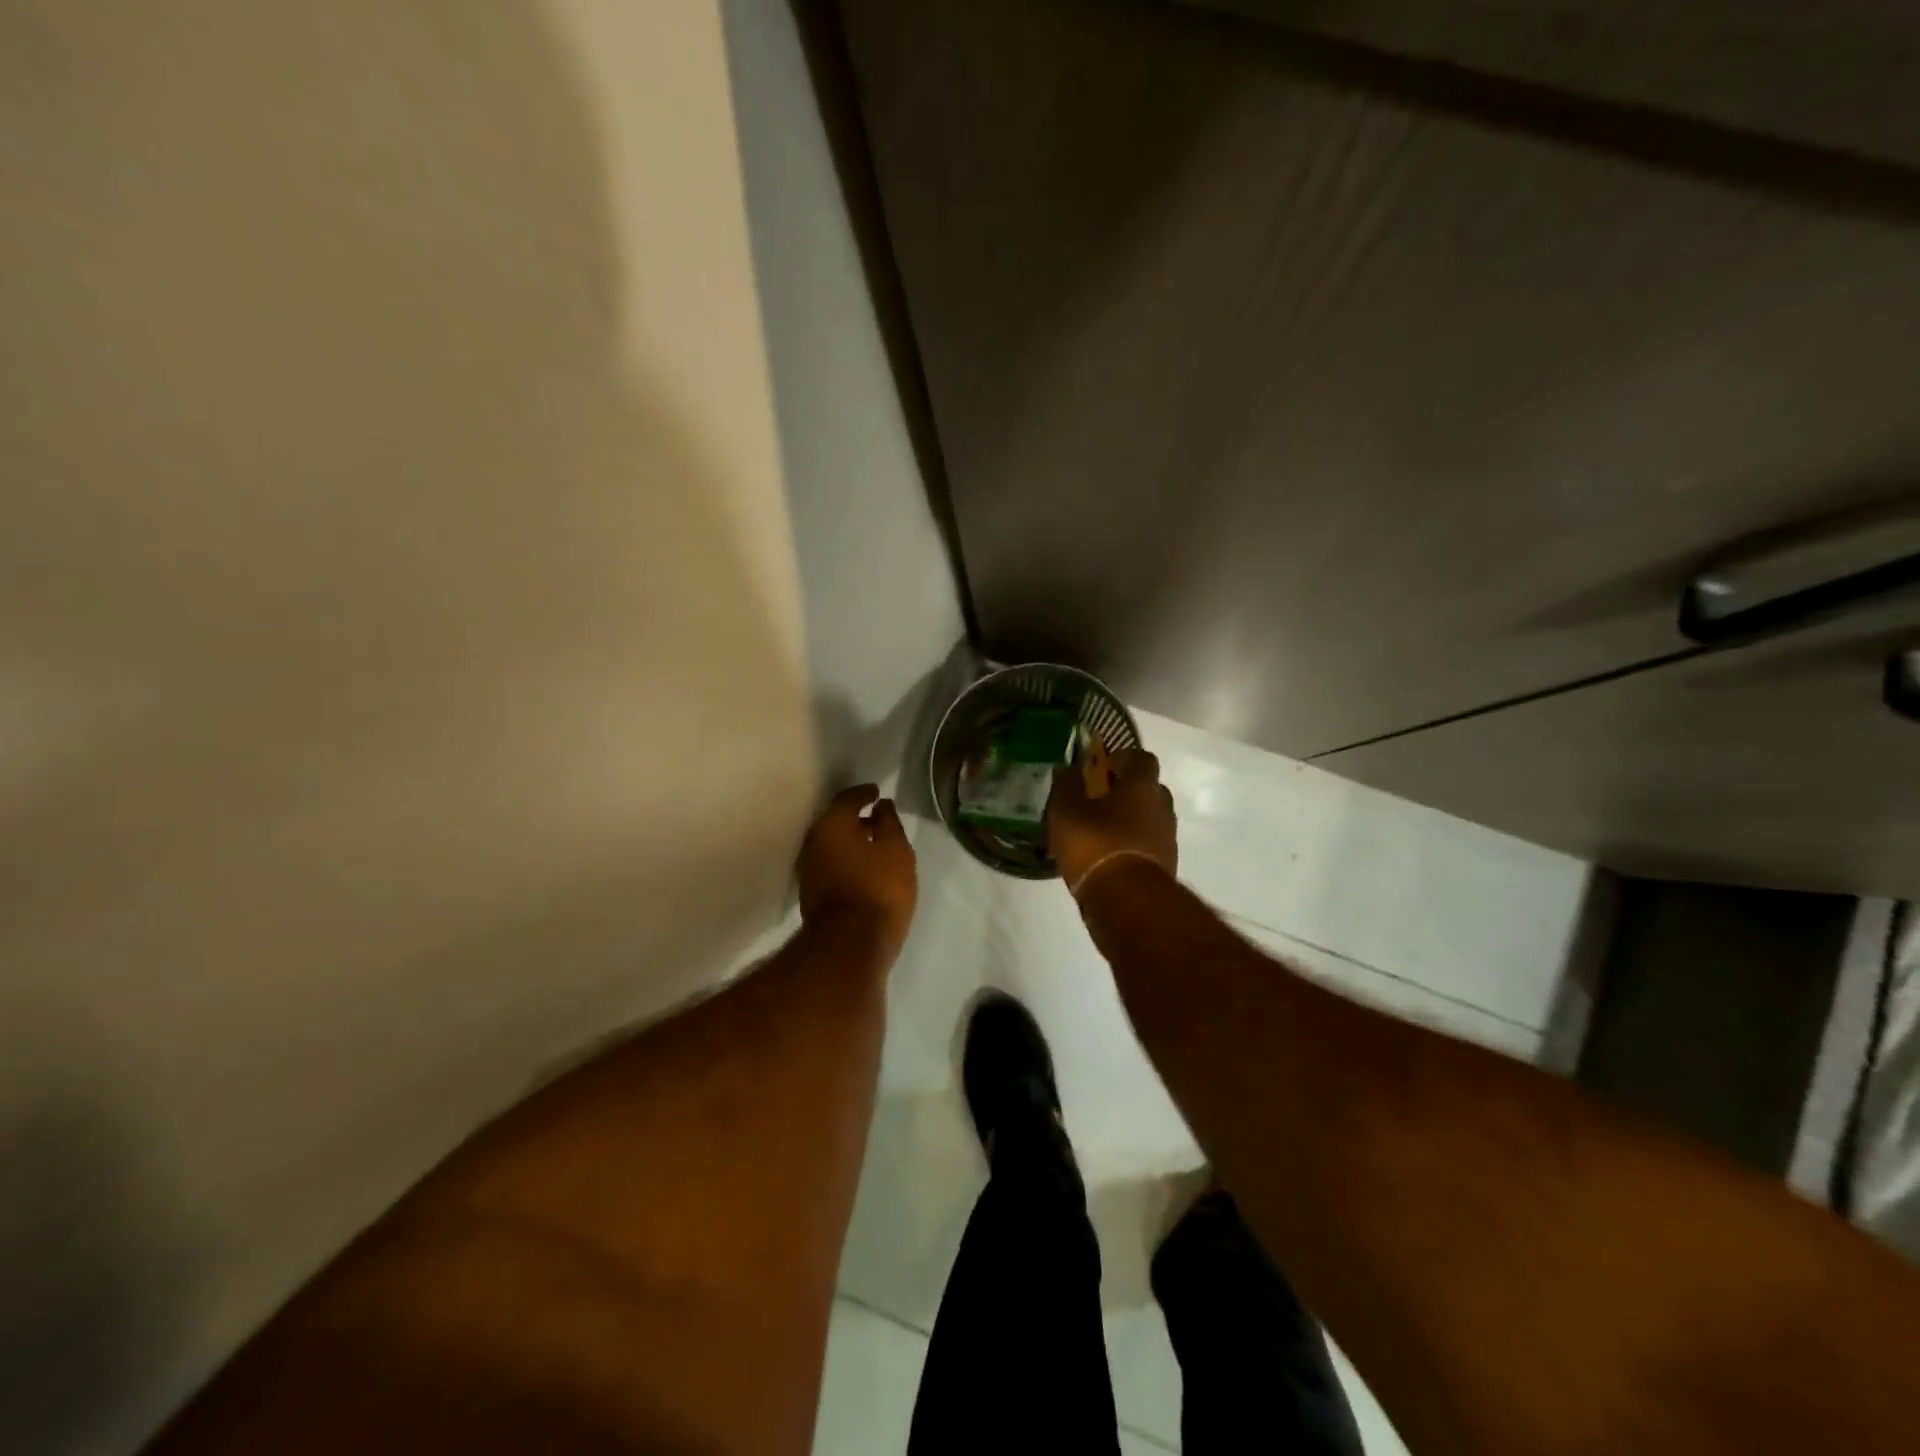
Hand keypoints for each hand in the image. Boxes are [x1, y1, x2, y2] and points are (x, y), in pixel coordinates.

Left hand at [797, 784, 918, 957]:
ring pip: (832, 845)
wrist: (849, 946)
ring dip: (850, 842)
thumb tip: (881, 805)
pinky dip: (846, 860)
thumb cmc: (879, 890)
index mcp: (832, 825)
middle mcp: (813, 842)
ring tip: (874, 845)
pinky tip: (864, 869)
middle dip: (856, 819)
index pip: (848, 798)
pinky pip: (831, 865)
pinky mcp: (812, 894)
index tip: (877, 792)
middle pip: (836, 822)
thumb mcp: (896, 851)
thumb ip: (889, 823)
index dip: (864, 793)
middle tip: (878, 819)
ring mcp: (809, 870)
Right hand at [1048, 748, 1177, 895]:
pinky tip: (1105, 857)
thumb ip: (1067, 784)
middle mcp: (1162, 806)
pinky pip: (1146, 845)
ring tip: (1097, 833)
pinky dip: (1130, 846)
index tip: (1099, 769)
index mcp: (1142, 785)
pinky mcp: (1164, 865)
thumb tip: (1069, 768)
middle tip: (1095, 801)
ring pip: (1148, 818)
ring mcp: (1167, 838)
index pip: (1142, 757)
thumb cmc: (1095, 844)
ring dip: (1127, 821)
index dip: (1121, 758)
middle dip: (1124, 791)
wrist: (1126, 901)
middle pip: (1147, 789)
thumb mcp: (1066, 810)